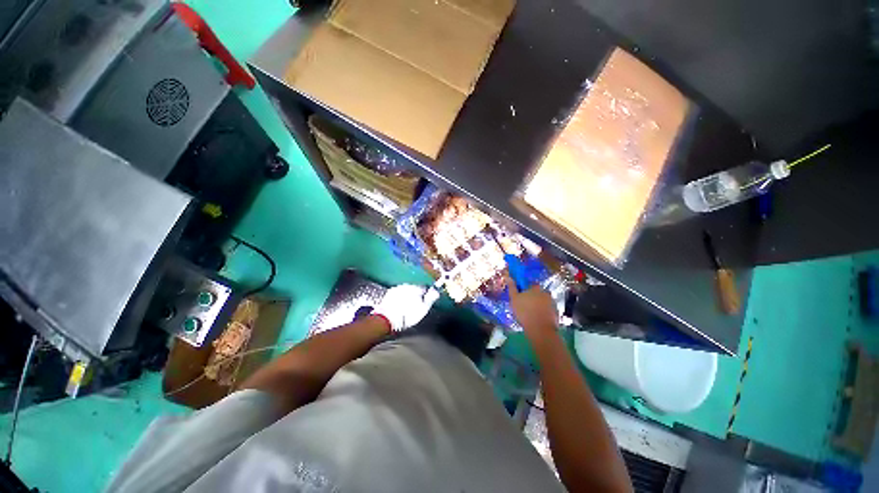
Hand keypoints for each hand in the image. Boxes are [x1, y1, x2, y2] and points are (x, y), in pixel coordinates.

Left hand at [375, 284, 439, 331]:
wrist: (387, 319)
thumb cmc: (407, 315)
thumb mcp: (423, 309)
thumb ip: (431, 298)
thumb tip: (436, 291)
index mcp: (416, 288)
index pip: (425, 288)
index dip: (426, 294)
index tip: (425, 302)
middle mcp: (407, 285)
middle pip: (415, 288)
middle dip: (416, 294)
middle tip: (416, 305)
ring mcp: (397, 288)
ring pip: (406, 290)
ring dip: (408, 295)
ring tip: (407, 306)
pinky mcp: (389, 293)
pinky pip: (398, 293)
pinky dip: (400, 297)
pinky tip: (399, 305)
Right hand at [504, 270, 557, 337]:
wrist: (540, 330)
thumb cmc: (525, 312)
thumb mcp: (514, 299)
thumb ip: (512, 287)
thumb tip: (507, 276)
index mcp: (536, 287)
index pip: (529, 285)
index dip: (523, 291)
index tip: (519, 297)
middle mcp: (546, 292)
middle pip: (536, 293)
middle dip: (531, 298)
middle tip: (523, 307)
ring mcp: (552, 303)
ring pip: (542, 302)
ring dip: (537, 306)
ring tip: (530, 315)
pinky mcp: (556, 313)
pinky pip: (547, 310)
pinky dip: (543, 313)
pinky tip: (537, 319)